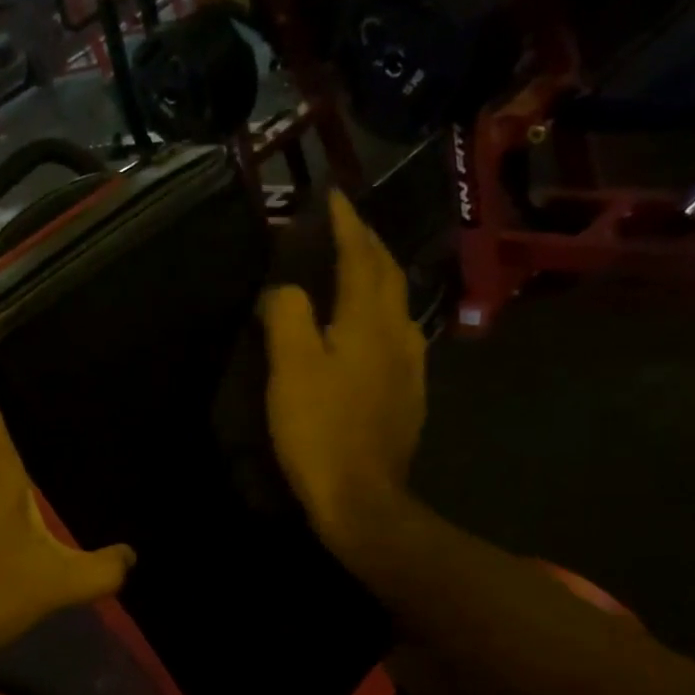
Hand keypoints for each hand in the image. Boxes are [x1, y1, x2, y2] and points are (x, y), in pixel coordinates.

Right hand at [260, 190, 427, 555]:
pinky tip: (373, 328)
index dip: (346, 224)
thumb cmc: (320, 430)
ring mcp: (409, 366)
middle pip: (387, 275)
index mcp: (368, 321)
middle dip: (368, 243)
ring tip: (359, 267)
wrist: (362, 498)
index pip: (360, 257)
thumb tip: (284, 289)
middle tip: (346, 224)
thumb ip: (287, 315)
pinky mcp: (408, 395)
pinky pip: (399, 335)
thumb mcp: (290, 368)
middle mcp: (398, 334)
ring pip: (398, 305)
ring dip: (379, 276)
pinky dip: (383, 313)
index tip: (333, 196)